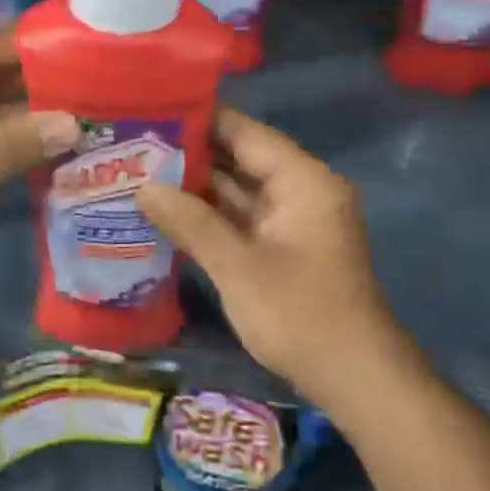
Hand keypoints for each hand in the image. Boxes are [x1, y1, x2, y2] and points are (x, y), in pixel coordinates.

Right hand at [136, 108, 410, 407]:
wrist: (355, 380)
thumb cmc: (299, 314)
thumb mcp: (237, 266)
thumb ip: (190, 221)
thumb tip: (143, 187)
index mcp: (302, 180)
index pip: (244, 132)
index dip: (199, 118)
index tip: (152, 110)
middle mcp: (300, 190)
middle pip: (239, 157)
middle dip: (190, 153)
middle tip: (134, 142)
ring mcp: (291, 219)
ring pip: (237, 189)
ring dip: (195, 184)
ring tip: (139, 169)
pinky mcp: (282, 246)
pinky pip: (240, 216)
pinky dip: (208, 213)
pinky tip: (166, 209)